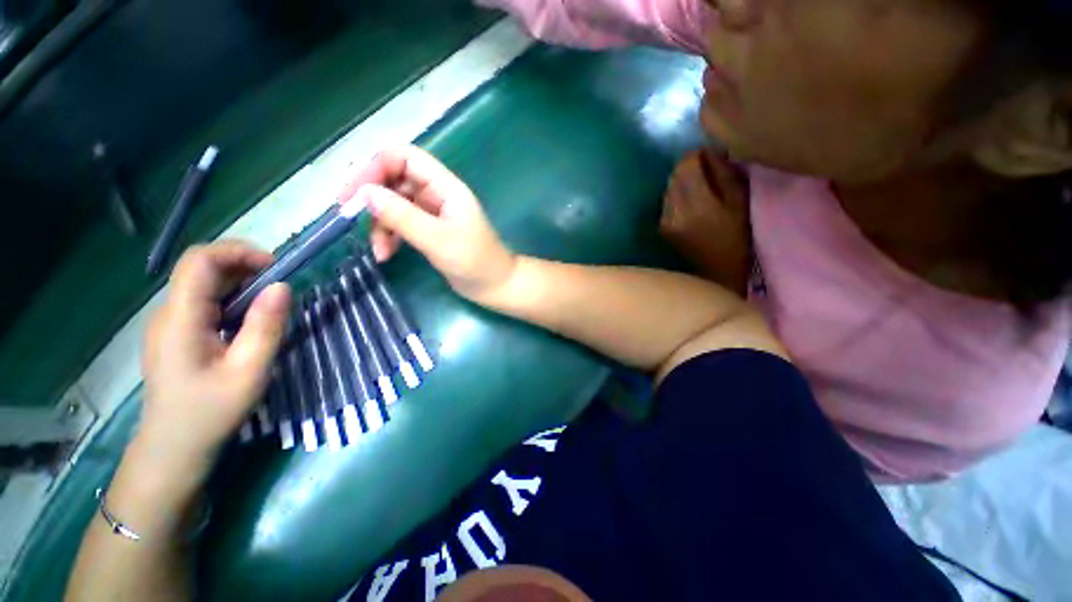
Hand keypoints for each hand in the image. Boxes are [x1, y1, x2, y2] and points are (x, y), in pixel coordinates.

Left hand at [140, 242, 290, 469]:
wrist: (174, 448)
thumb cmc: (210, 412)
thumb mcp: (248, 372)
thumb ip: (265, 327)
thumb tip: (282, 286)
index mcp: (180, 319)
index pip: (199, 261)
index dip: (238, 251)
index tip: (276, 267)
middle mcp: (169, 313)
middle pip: (201, 268)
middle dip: (245, 266)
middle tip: (281, 287)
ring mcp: (170, 323)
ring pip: (204, 284)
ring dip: (241, 283)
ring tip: (272, 303)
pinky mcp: (177, 333)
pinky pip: (205, 301)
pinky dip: (233, 299)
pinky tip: (251, 319)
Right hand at [339, 145, 516, 302]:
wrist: (494, 286)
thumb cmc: (474, 262)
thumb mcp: (438, 239)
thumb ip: (403, 216)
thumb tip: (365, 193)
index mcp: (446, 187)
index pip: (405, 157)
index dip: (375, 167)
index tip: (352, 192)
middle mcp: (437, 194)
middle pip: (394, 180)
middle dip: (372, 198)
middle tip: (349, 217)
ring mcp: (432, 213)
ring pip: (394, 204)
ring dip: (380, 224)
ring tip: (379, 251)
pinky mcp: (429, 231)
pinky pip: (401, 224)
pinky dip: (389, 236)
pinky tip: (386, 255)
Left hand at [660, 149, 751, 293]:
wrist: (717, 274)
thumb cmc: (737, 239)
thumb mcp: (740, 203)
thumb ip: (723, 174)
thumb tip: (710, 152)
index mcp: (697, 204)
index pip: (686, 165)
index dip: (697, 156)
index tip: (711, 157)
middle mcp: (674, 211)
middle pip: (675, 175)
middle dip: (689, 167)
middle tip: (707, 171)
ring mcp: (664, 220)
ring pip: (668, 187)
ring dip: (682, 182)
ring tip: (701, 188)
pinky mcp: (661, 227)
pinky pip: (666, 201)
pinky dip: (677, 196)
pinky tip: (691, 204)